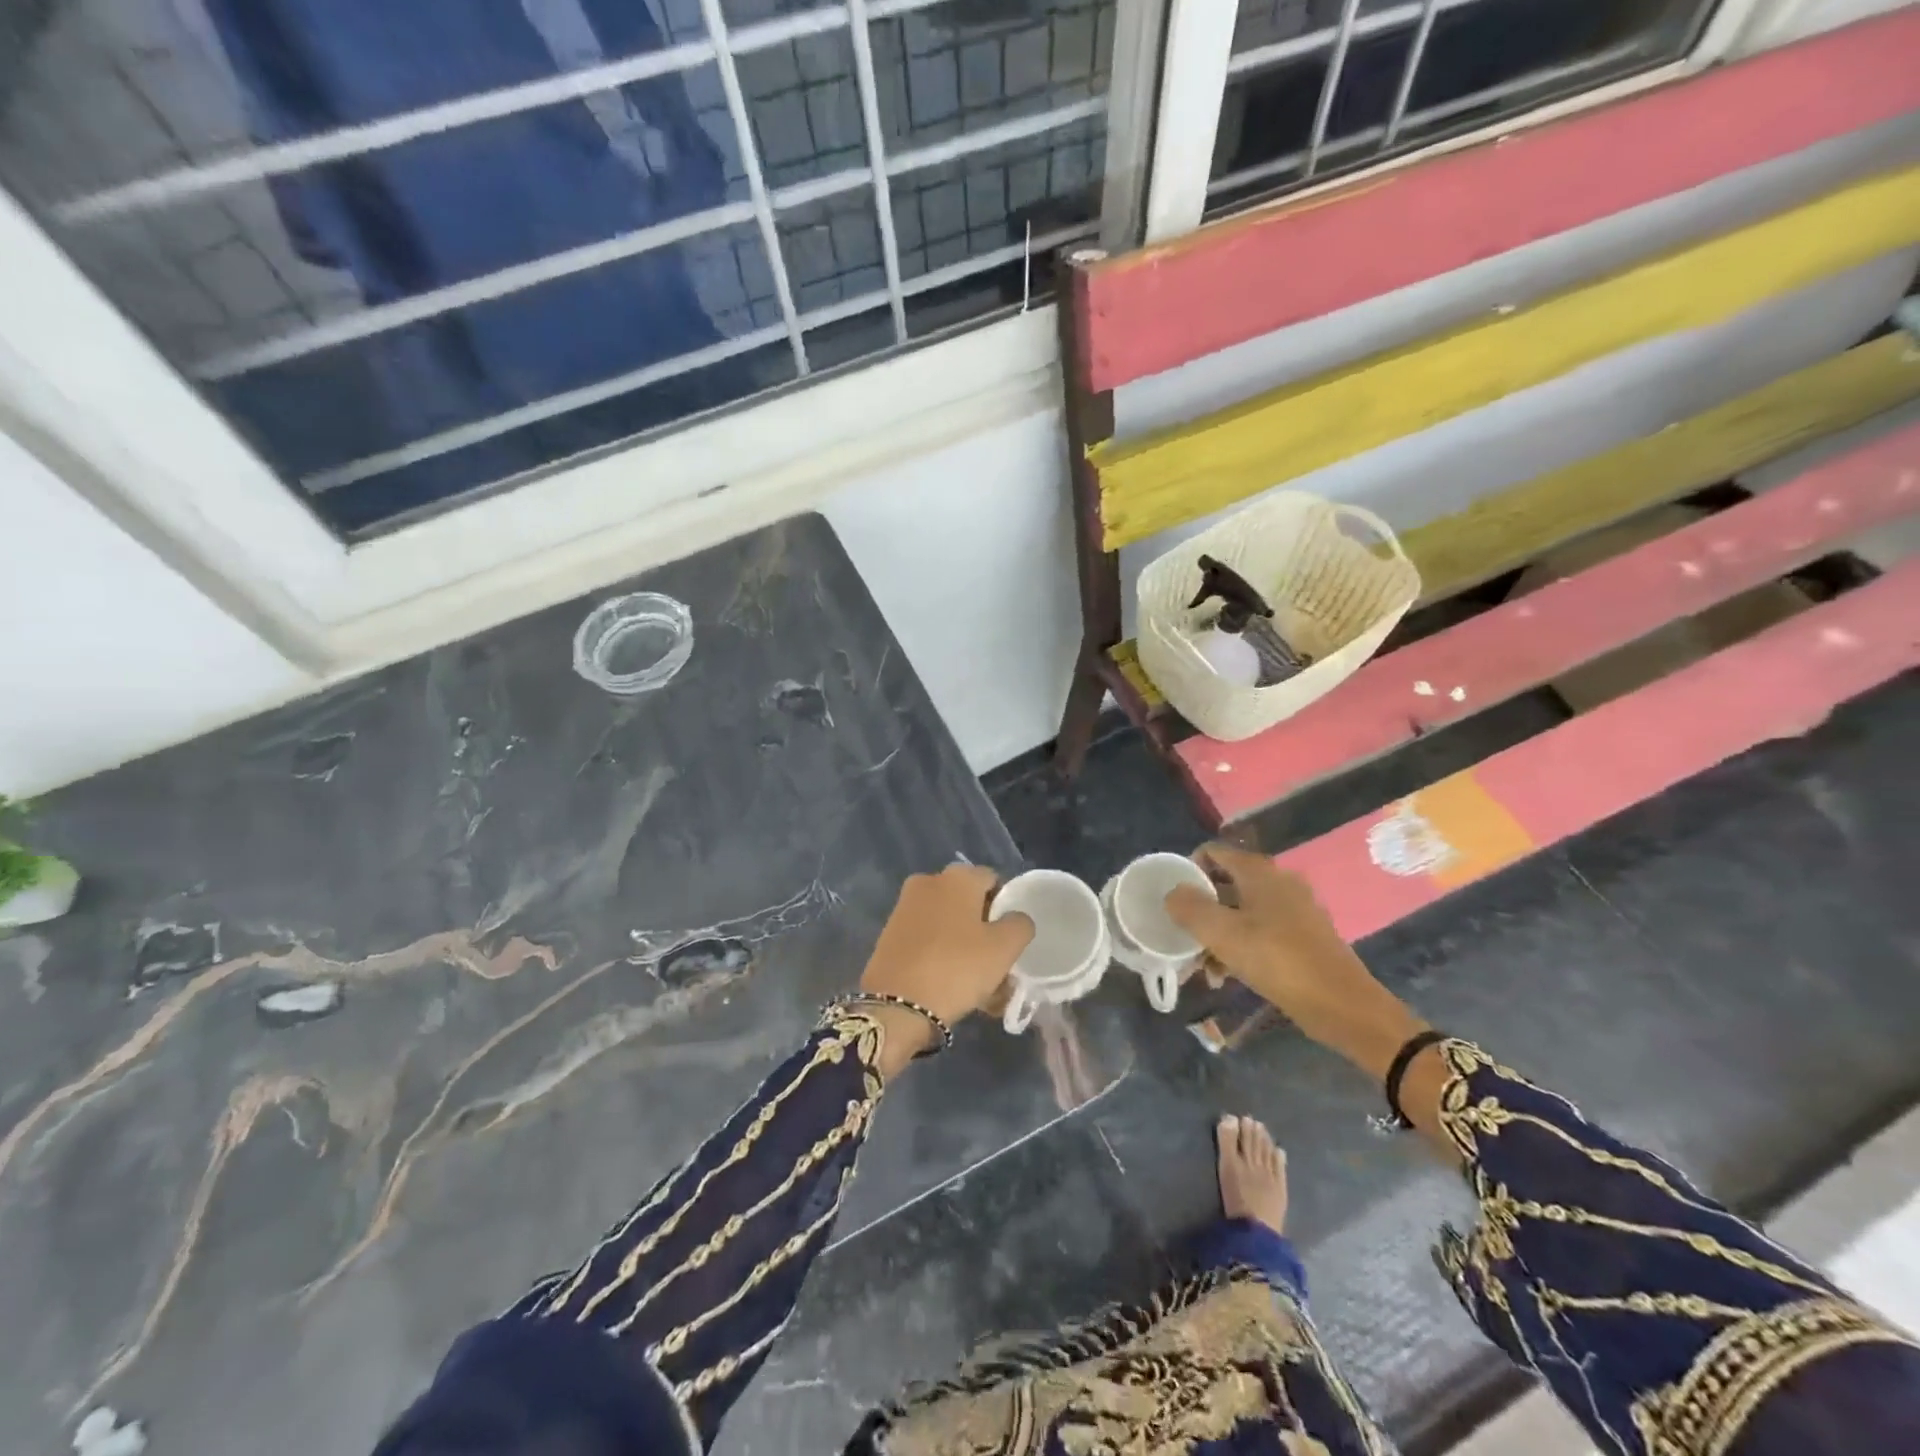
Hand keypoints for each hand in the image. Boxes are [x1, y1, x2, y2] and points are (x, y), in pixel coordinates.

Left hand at [859, 866, 1032, 1075]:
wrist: (895, 1005)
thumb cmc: (956, 967)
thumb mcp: (1004, 948)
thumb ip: (1020, 925)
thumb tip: (1015, 919)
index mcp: (957, 876)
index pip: (993, 881)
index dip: (1006, 908)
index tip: (1009, 940)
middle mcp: (928, 882)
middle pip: (969, 904)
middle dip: (984, 932)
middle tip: (996, 967)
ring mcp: (905, 907)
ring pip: (948, 925)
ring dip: (965, 949)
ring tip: (978, 989)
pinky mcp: (890, 934)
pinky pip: (927, 940)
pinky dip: (942, 957)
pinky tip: (951, 988)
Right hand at [1165, 845, 1426, 1077]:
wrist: (1343, 1005)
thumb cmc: (1278, 960)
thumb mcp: (1222, 934)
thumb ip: (1190, 908)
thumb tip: (1172, 893)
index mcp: (1259, 872)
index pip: (1212, 853)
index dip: (1187, 871)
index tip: (1172, 901)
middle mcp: (1278, 882)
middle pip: (1224, 884)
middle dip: (1199, 911)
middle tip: (1182, 938)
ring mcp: (1294, 909)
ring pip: (1240, 912)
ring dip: (1217, 934)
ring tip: (1202, 967)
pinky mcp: (1303, 936)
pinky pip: (1259, 931)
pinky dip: (1239, 947)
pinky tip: (1226, 975)